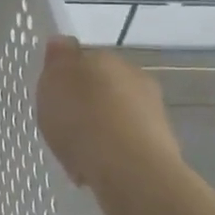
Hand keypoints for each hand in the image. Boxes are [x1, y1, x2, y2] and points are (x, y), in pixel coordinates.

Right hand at [35, 37, 187, 211]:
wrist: (129, 169)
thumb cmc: (82, 119)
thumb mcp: (53, 82)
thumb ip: (57, 60)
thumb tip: (61, 42)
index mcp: (106, 57)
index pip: (84, 59)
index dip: (67, 79)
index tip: (54, 100)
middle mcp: (134, 77)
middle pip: (103, 88)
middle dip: (86, 105)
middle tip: (65, 128)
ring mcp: (152, 111)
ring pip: (116, 117)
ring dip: (100, 130)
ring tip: (78, 155)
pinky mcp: (161, 145)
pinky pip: (126, 144)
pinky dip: (112, 154)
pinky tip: (96, 171)